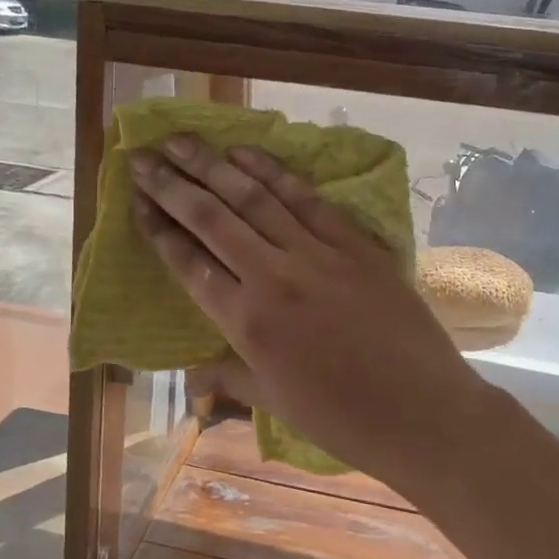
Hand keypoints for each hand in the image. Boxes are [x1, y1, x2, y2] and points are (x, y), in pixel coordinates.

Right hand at [131, 134, 496, 491]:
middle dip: (171, 184)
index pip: (189, 263)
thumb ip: (229, 376)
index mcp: (247, 322)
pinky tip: (246, 153)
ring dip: (213, 165)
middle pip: (212, 219)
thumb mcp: (274, 402)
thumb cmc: (342, 418)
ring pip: (254, 198)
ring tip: (182, 140)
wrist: (421, 411)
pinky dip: (274, 172)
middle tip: (142, 155)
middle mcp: (272, 277)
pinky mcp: (354, 243)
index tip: (137, 200)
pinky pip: (306, 199)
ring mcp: (316, 254)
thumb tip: (191, 376)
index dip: (159, 229)